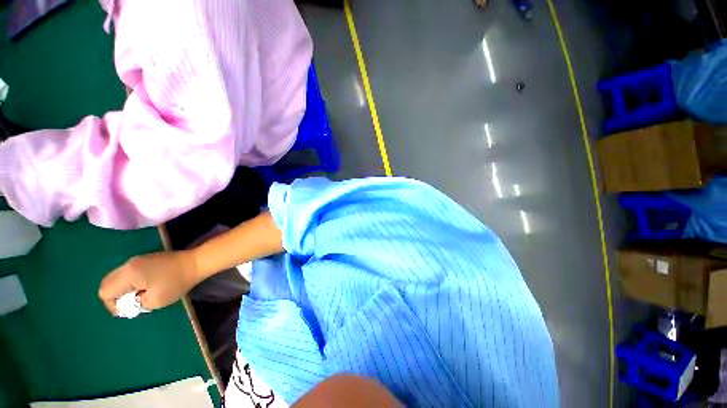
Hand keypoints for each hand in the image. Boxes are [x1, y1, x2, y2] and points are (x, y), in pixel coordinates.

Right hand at [98, 251, 199, 315]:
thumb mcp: (155, 300)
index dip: (113, 305)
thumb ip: (135, 304)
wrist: (196, 262)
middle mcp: (128, 264)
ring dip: (124, 290)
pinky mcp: (146, 259)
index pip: (105, 292)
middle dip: (116, 297)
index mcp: (128, 274)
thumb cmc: (176, 282)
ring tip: (141, 296)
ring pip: (117, 278)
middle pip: (107, 283)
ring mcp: (137, 260)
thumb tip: (127, 303)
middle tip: (134, 303)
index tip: (130, 309)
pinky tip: (147, 287)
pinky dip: (131, 283)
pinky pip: (128, 274)